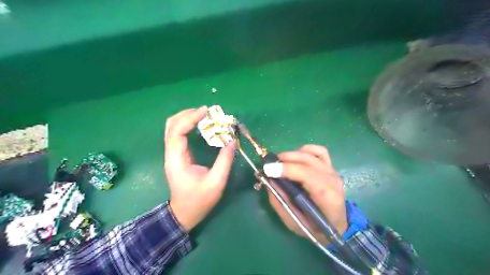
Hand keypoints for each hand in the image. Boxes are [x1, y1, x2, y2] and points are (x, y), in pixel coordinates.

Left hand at [164, 106, 235, 231]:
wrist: (185, 213)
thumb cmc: (200, 200)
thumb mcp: (216, 182)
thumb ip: (225, 160)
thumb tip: (233, 140)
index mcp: (177, 159)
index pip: (177, 131)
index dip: (190, 118)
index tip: (206, 111)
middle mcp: (171, 154)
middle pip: (171, 125)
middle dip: (187, 114)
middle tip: (206, 112)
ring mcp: (172, 154)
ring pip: (172, 128)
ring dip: (186, 118)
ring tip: (203, 115)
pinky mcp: (177, 155)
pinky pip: (178, 134)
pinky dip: (187, 125)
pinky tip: (199, 124)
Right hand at [265, 144, 347, 244]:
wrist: (337, 225)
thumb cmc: (315, 228)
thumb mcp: (294, 222)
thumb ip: (280, 202)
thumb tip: (268, 181)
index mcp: (326, 197)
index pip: (306, 174)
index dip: (286, 169)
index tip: (268, 169)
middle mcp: (332, 180)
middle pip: (307, 160)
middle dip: (285, 159)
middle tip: (269, 164)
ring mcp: (332, 171)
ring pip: (311, 153)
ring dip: (292, 154)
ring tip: (280, 161)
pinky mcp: (330, 167)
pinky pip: (319, 151)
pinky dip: (305, 150)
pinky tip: (296, 156)